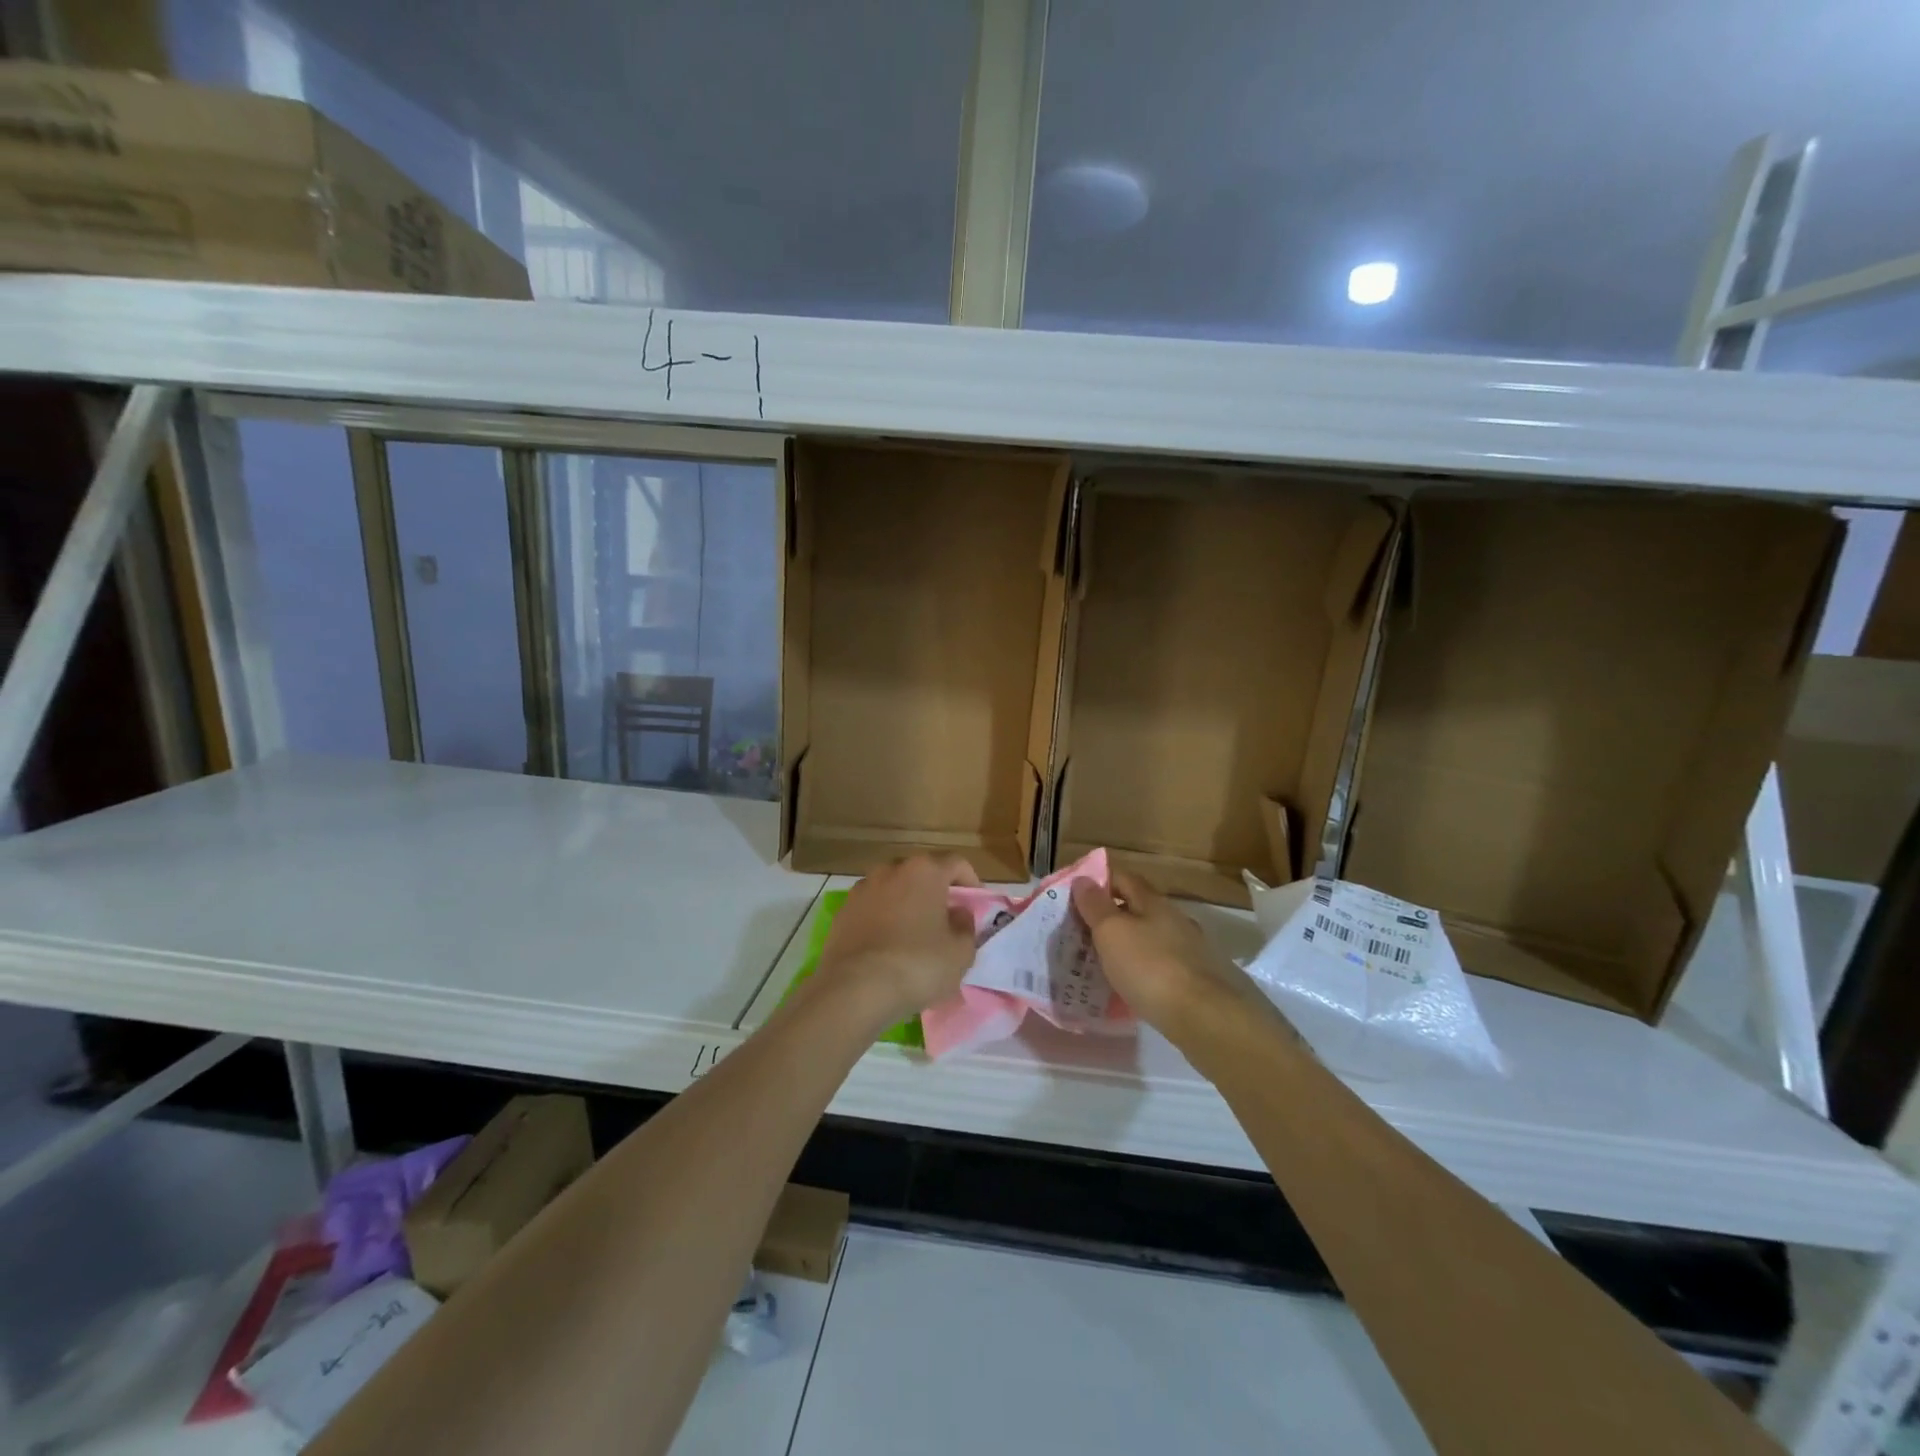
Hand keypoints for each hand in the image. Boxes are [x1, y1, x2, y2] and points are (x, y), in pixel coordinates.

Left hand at [815, 854, 981, 1025]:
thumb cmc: (918, 965)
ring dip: (907, 903)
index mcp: (925, 871)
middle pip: (922, 872)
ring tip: (914, 933)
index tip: (975, 904)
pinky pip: (872, 908)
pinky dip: (883, 918)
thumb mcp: (961, 952)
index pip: (956, 863)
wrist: (855, 988)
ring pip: (894, 888)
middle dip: (936, 891)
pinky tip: (887, 945)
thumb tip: (958, 913)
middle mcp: (891, 870)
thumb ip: (966, 926)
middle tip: (946, 918)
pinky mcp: (842, 911)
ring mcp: (863, 889)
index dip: (970, 881)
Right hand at [1071, 870, 1288, 1042]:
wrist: (1200, 1016)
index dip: (1099, 880)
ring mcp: (1186, 949)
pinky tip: (1125, 983)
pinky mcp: (1191, 977)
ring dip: (1123, 943)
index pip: (1123, 878)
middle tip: (1079, 930)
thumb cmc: (1149, 966)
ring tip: (1097, 959)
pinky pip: (1156, 963)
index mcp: (1153, 902)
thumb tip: (1083, 879)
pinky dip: (1138, 967)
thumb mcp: (1112, 932)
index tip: (1074, 894)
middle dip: (1108, 915)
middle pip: (1136, 907)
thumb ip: (1096, 905)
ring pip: (1146, 937)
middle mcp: (1173, 919)